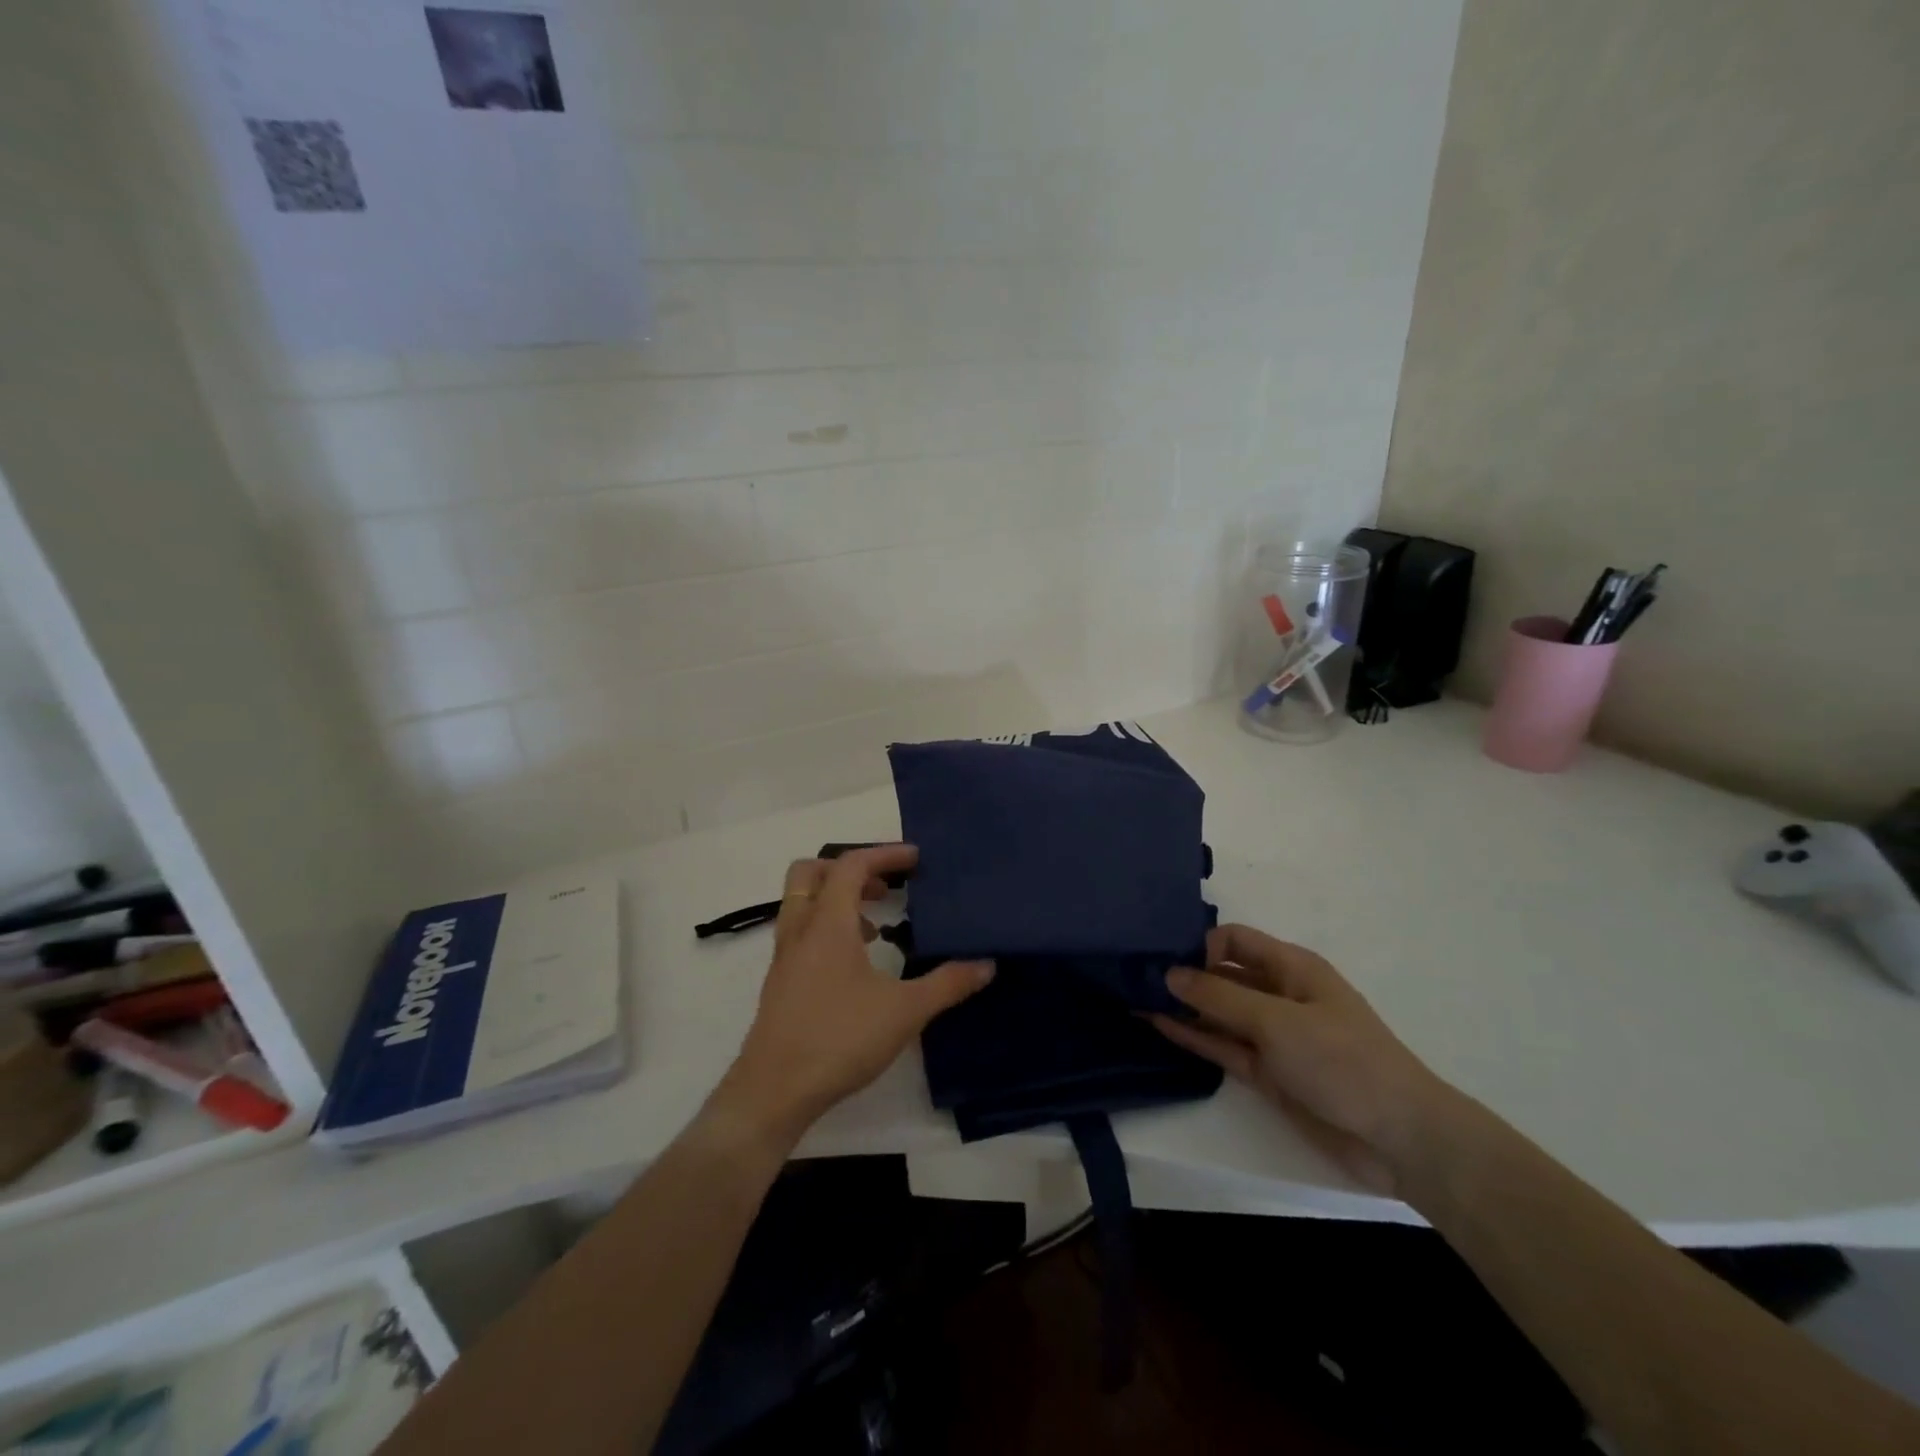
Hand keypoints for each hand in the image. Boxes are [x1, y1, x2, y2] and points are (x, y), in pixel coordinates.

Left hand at [712, 844, 993, 1148]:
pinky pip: (800, 933)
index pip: (851, 865)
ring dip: (836, 900)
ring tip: (874, 925)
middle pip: (811, 873)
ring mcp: (784, 958)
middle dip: (848, 869)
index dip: (884, 854)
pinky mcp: (779, 984)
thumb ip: (948, 983)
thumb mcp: (905, 1011)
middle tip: (883, 886)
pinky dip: (826, 929)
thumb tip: (986, 964)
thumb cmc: (839, 1039)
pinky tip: (854, 965)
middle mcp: (800, 930)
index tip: (915, 858)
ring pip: (802, 904)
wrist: (773, 1091)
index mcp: (827, 923)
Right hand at [1150, 924, 1447, 1192]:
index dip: (1200, 943)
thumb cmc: (1342, 1060)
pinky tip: (1157, 1024)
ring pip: (1218, 1012)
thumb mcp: (1277, 1021)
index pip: (1235, 940)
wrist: (1399, 1138)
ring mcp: (1273, 1036)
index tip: (1162, 956)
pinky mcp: (1267, 1072)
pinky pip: (1223, 1046)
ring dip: (1182, 1006)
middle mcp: (1279, 995)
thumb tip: (1170, 974)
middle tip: (1134, 975)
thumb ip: (1219, 997)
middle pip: (1223, 974)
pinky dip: (1193, 1036)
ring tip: (1133, 997)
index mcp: (1292, 968)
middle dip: (1184, 973)